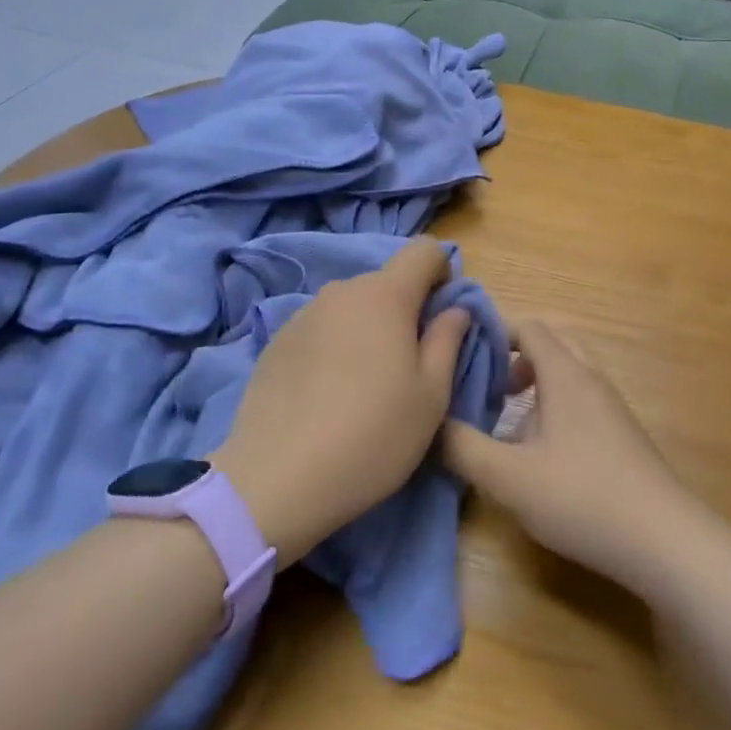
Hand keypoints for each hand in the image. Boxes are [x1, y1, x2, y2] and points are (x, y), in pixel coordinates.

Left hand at [213, 239, 470, 568]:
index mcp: (385, 296)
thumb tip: (454, 309)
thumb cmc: (373, 436)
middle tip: (408, 364)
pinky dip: (334, 346)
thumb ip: (447, 340)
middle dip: (405, 310)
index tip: (441, 317)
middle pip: (386, 282)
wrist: (276, 479)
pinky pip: (321, 329)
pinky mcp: (276, 342)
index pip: (423, 251)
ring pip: (351, 307)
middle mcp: (341, 292)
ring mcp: (303, 314)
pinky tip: (327, 395)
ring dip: (367, 329)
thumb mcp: (431, 396)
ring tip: (364, 385)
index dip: (442, 273)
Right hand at [444, 321, 705, 592]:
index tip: (462, 355)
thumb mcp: (508, 477)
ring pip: (568, 372)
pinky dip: (554, 405)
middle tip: (485, 385)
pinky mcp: (622, 434)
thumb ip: (463, 447)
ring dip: (535, 383)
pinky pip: (581, 399)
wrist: (663, 540)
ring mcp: (611, 406)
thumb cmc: (581, 497)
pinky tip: (540, 451)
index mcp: (565, 374)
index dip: (494, 333)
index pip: (529, 327)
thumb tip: (431, 424)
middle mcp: (591, 378)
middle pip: (552, 342)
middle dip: (515, 355)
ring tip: (506, 418)